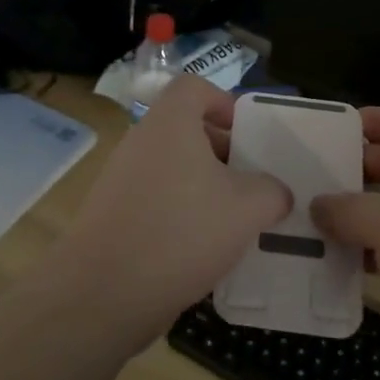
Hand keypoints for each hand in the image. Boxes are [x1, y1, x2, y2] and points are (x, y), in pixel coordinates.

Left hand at [56, 75, 290, 354]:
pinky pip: (154, 198)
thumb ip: (272, 192)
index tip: (247, 135)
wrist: (104, 292)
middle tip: (251, 184)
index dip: (223, 101)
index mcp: (169, 124)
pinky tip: (201, 249)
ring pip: (171, 167)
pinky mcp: (112, 214)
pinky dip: (180, 213)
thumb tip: (276, 192)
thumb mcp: (247, 209)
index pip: (193, 87)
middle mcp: (140, 141)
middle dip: (222, 152)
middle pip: (185, 129)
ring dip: (203, 187)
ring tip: (233, 221)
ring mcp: (120, 178)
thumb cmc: (182, 233)